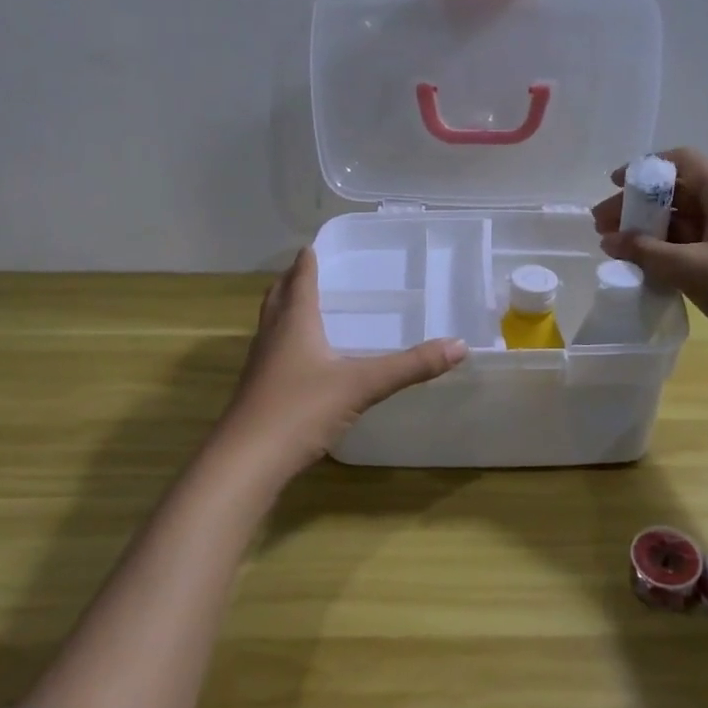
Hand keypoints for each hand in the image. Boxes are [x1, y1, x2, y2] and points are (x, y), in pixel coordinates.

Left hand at [218, 248, 466, 478]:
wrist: (248, 460)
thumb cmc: (302, 409)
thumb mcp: (362, 385)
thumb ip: (410, 366)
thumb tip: (459, 346)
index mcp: (295, 323)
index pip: (300, 281)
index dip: (307, 263)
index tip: (311, 247)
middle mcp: (273, 337)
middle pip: (277, 298)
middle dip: (290, 282)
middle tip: (304, 272)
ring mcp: (260, 366)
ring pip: (270, 326)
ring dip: (283, 311)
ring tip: (301, 309)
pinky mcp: (257, 392)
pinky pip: (271, 354)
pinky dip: (284, 343)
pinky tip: (300, 362)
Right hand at [592, 148, 707, 357]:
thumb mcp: (691, 269)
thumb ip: (646, 252)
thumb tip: (609, 240)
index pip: (684, 162)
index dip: (647, 168)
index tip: (615, 184)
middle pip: (675, 193)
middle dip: (636, 205)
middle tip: (601, 225)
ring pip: (678, 222)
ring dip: (645, 230)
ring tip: (612, 247)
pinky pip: (685, 247)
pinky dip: (660, 251)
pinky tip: (638, 265)